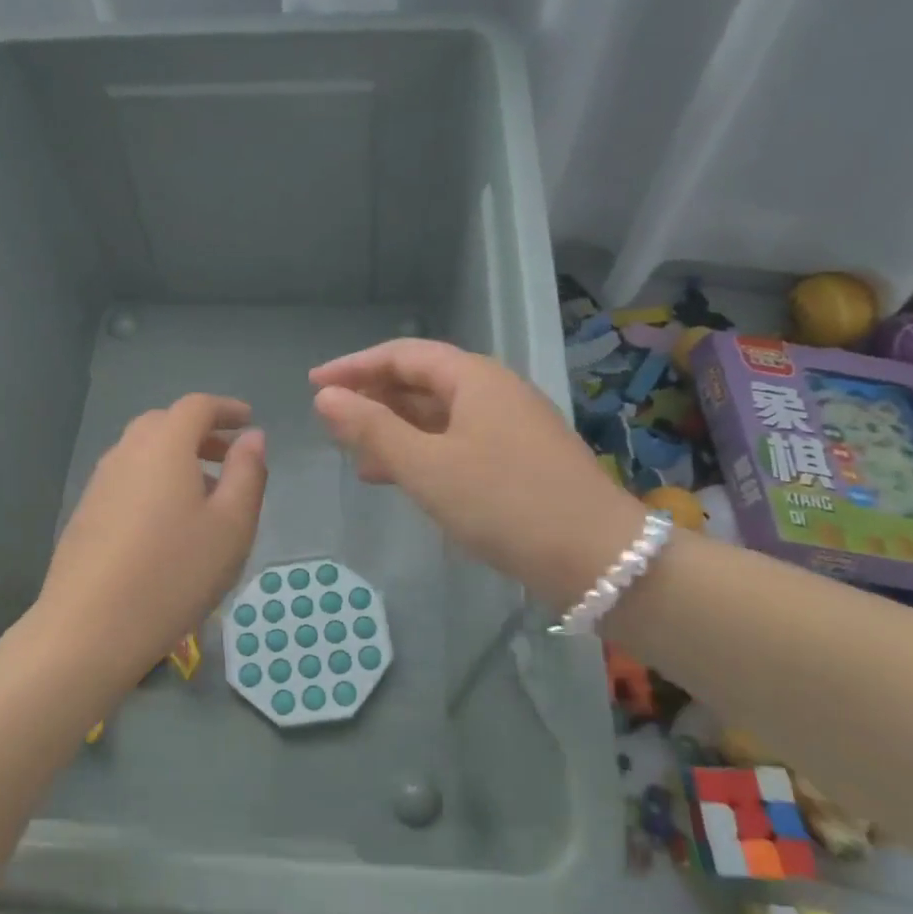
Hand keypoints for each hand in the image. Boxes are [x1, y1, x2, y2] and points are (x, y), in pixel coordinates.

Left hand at [31, 394, 266, 686]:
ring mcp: (99, 483)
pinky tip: (167, 523)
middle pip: (164, 424)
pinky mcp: (85, 513)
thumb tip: (252, 437)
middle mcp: (126, 452)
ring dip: (176, 458)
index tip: (248, 421)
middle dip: (200, 433)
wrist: (88, 629)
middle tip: (228, 457)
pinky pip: (127, 479)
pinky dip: (153, 481)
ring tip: (204, 494)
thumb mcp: (231, 525)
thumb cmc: (174, 573)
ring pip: (143, 452)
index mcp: (164, 445)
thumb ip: (247, 473)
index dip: (226, 409)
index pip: (196, 406)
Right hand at [310, 340, 642, 610]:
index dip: (354, 366)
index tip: (313, 383)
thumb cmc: (504, 503)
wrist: (598, 558)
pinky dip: (422, 453)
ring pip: (438, 415)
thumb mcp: (427, 467)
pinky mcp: (518, 459)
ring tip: (354, 453)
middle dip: (373, 397)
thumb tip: (326, 397)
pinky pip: (456, 442)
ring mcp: (510, 426)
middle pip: (421, 381)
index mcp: (473, 378)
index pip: (402, 355)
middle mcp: (493, 391)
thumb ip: (372, 429)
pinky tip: (399, 478)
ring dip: (395, 429)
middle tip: (331, 417)